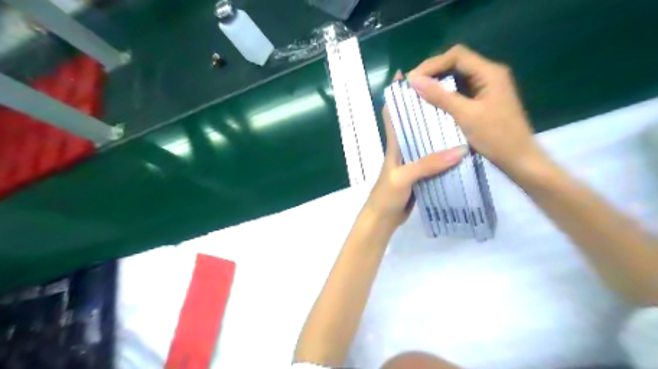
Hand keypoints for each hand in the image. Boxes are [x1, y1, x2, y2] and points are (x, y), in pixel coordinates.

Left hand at [365, 72, 466, 226]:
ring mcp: (412, 163)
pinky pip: (433, 159)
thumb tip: (459, 149)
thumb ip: (427, 164)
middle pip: (412, 124)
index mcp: (394, 146)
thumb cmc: (386, 196)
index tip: (405, 75)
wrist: (383, 219)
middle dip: (424, 108)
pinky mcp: (420, 175)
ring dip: (436, 130)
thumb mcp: (404, 177)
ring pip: (424, 141)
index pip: (393, 116)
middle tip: (445, 93)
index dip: (395, 96)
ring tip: (458, 115)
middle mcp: (403, 150)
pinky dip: (443, 153)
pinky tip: (460, 148)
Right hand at [409, 44, 547, 176]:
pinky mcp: (483, 99)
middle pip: (456, 62)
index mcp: (489, 72)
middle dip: (433, 71)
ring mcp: (487, 87)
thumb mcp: (465, 115)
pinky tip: (432, 101)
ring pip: (457, 76)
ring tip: (418, 92)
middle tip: (412, 85)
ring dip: (438, 82)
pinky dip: (445, 93)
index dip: (432, 64)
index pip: (457, 56)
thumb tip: (414, 80)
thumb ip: (440, 96)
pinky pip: (460, 90)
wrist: (518, 159)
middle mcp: (489, 74)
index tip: (412, 79)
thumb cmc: (496, 137)